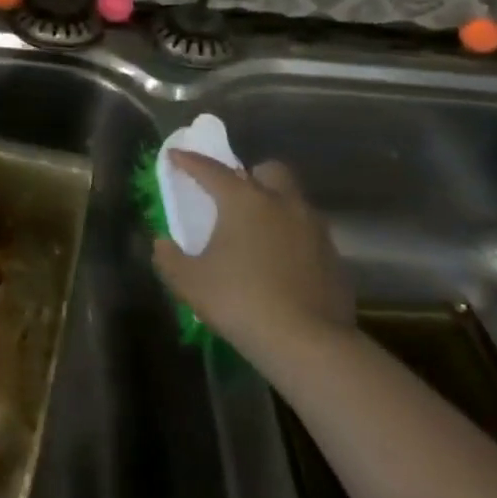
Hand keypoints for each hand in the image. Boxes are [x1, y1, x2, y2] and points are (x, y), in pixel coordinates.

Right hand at [151, 152, 354, 374]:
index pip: (211, 170)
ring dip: (274, 207)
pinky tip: (280, 264)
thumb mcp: (189, 282)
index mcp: (244, 200)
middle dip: (250, 174)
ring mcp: (314, 228)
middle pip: (269, 171)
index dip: (189, 161)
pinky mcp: (333, 256)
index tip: (175, 155)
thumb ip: (169, 257)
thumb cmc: (239, 301)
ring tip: (256, 234)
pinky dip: (292, 238)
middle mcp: (283, 203)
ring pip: (293, 201)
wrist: (307, 342)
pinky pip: (308, 233)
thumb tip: (162, 243)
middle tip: (233, 196)